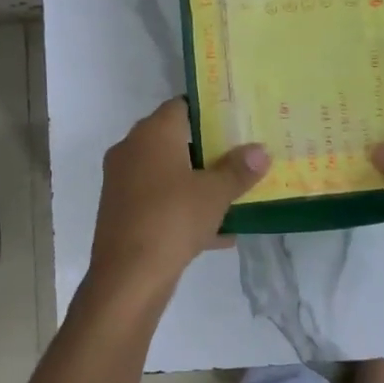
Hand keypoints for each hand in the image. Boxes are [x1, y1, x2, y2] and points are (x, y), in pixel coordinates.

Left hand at [86, 99, 268, 301]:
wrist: (128, 277)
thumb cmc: (173, 219)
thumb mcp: (215, 193)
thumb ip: (239, 169)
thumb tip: (260, 150)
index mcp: (152, 134)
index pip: (181, 105)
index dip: (209, 110)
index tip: (235, 120)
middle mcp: (132, 150)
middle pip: (175, 139)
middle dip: (207, 149)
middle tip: (241, 155)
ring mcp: (123, 183)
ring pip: (168, 174)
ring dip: (197, 182)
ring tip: (233, 193)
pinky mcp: (122, 212)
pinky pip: (160, 202)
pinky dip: (184, 210)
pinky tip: (219, 233)